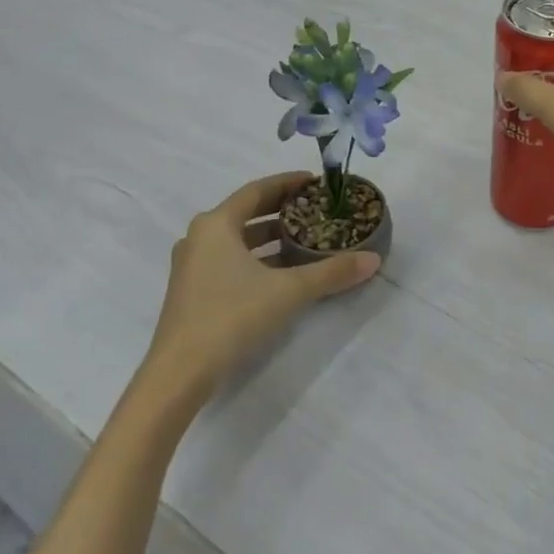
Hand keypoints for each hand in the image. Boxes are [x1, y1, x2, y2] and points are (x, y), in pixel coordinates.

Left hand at [142, 172, 380, 409]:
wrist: (179, 372)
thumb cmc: (231, 315)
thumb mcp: (288, 291)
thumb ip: (330, 273)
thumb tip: (373, 259)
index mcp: (216, 224)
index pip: (257, 190)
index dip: (288, 183)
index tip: (315, 181)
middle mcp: (200, 237)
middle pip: (246, 212)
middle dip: (281, 210)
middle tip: (315, 209)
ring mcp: (192, 265)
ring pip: (238, 240)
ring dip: (270, 237)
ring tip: (305, 240)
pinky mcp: (193, 290)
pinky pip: (230, 260)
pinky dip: (257, 258)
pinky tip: (282, 273)